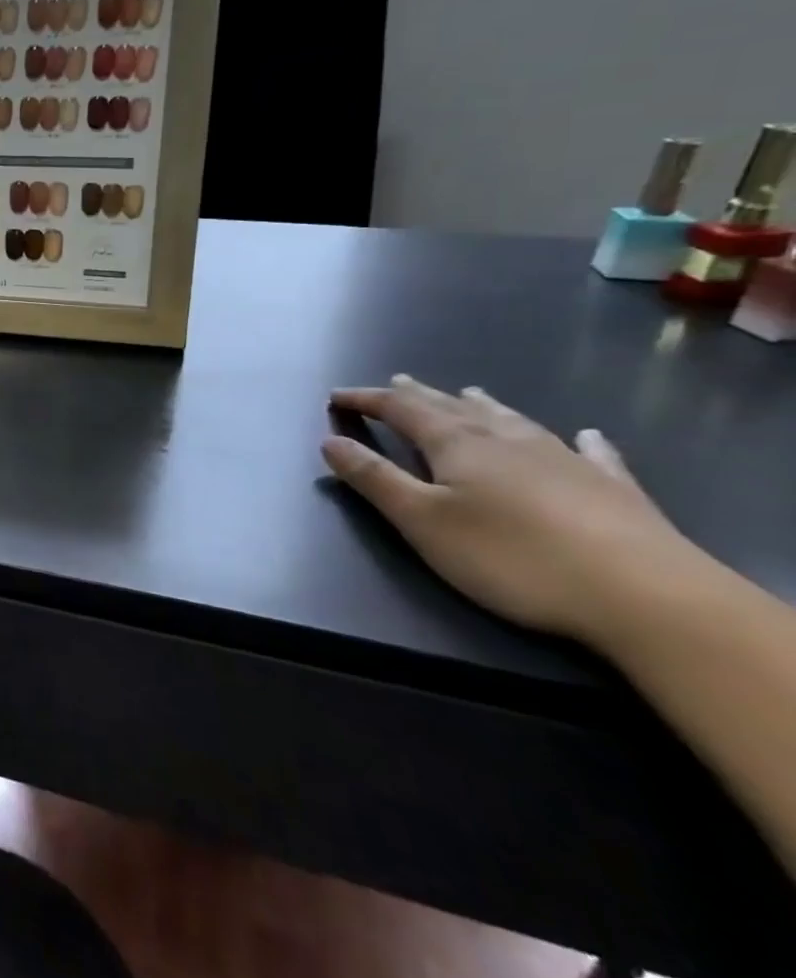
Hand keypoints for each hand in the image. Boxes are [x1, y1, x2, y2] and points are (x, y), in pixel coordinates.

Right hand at [323, 376, 703, 643]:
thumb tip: (330, 441)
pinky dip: (580, 440)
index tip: (336, 395)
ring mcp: (565, 460)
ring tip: (467, 392)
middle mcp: (506, 439)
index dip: (366, 399)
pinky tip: (586, 434)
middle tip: (397, 381)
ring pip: (512, 420)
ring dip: (482, 405)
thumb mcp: (423, 521)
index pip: (400, 409)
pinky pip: (591, 453)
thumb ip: (374, 479)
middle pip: (453, 407)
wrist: (647, 596)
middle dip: (418, 395)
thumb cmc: (513, 557)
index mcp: (457, 444)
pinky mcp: (613, 489)